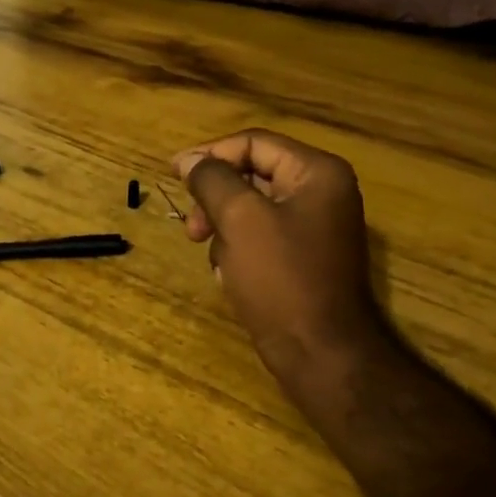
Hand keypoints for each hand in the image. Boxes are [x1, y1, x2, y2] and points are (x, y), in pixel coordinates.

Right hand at [175, 130, 387, 396]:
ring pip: (252, 209)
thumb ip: (212, 180)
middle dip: (216, 200)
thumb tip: (189, 160)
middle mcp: (322, 192)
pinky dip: (240, 250)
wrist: (321, 353)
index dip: (210, 154)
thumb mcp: (239, 219)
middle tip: (191, 229)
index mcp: (317, 173)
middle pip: (252, 175)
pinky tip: (232, 277)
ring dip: (225, 229)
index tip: (173, 174)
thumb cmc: (280, 278)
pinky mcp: (305, 257)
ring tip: (216, 260)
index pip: (253, 143)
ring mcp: (316, 226)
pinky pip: (262, 237)